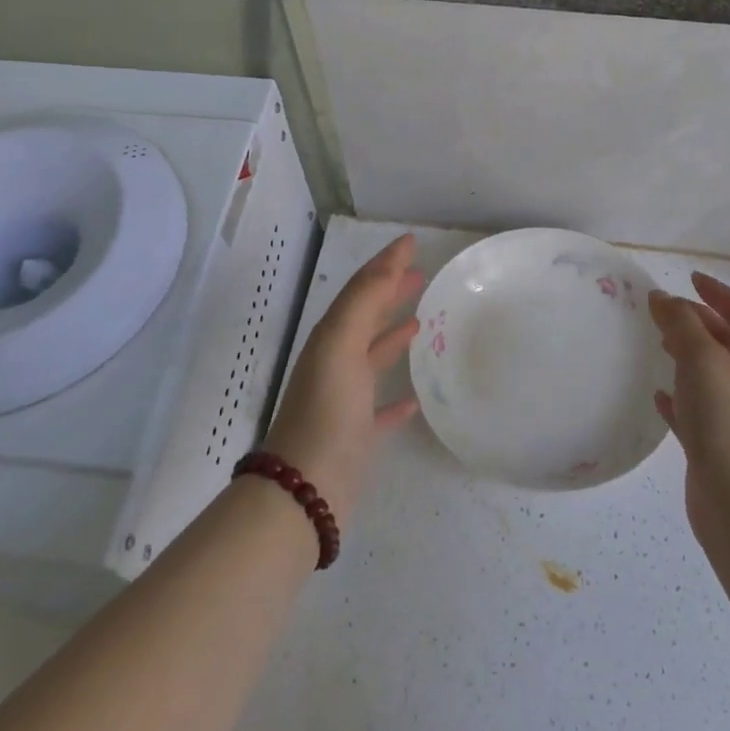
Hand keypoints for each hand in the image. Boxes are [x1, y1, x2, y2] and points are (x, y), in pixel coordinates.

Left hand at [262, 233, 424, 528]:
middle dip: (390, 293)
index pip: (361, 289)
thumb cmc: (327, 410)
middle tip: (422, 276)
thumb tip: (390, 263)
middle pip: (367, 317)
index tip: (412, 242)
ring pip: (373, 357)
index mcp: (332, 338)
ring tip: (423, 321)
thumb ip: (364, 302)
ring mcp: (346, 399)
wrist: (306, 488)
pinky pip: (382, 408)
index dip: (385, 263)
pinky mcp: (358, 434)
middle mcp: (336, 363)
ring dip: (394, 335)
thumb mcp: (341, 344)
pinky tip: (416, 397)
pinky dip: (398, 397)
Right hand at [649, 273, 729, 544]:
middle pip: (728, 343)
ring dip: (687, 356)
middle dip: (699, 322)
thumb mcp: (705, 362)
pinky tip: (658, 396)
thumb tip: (663, 298)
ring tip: (658, 344)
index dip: (719, 294)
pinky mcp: (718, 447)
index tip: (690, 279)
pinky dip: (678, 397)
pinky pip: (697, 411)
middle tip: (664, 312)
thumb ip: (682, 325)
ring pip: (711, 376)